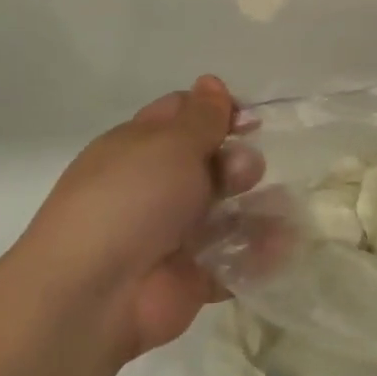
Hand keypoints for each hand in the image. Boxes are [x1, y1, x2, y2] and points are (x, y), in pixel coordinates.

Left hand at [10, 76, 262, 362]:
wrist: (97, 293)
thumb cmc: (132, 200)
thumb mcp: (170, 144)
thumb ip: (202, 117)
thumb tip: (212, 82)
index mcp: (140, 147)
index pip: (183, 116)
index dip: (218, 112)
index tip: (250, 119)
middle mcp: (157, 187)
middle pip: (213, 164)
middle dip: (239, 163)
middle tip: (244, 174)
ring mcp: (176, 234)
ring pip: (229, 213)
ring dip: (258, 209)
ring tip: (276, 213)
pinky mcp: (194, 276)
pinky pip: (235, 260)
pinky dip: (258, 255)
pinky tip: (279, 247)